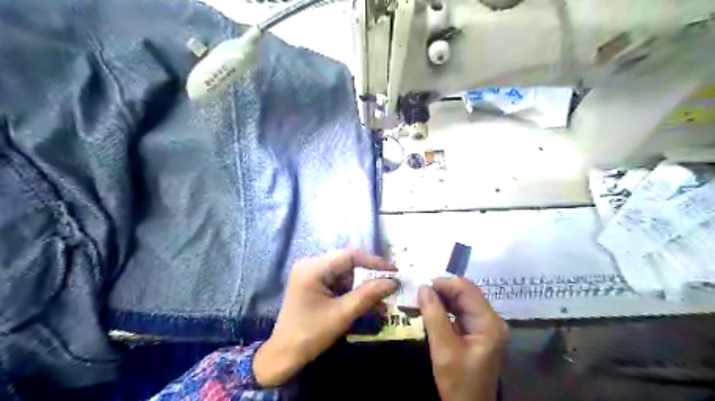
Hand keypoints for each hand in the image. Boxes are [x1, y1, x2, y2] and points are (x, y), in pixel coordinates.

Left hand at [252, 251, 398, 384]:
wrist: (283, 357)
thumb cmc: (310, 334)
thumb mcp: (342, 314)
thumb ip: (368, 295)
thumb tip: (393, 282)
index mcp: (313, 268)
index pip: (349, 256)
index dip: (374, 262)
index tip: (394, 271)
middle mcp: (311, 265)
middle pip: (347, 264)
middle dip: (370, 276)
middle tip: (391, 284)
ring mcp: (311, 276)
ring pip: (345, 275)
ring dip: (363, 287)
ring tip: (383, 299)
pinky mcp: (314, 286)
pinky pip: (338, 284)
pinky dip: (353, 293)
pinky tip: (369, 304)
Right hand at [421, 278, 507, 400]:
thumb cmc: (459, 382)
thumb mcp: (443, 349)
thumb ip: (434, 316)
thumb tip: (423, 287)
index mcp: (489, 323)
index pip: (467, 290)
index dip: (445, 283)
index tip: (422, 284)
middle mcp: (491, 319)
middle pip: (466, 293)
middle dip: (442, 289)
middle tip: (419, 291)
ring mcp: (485, 325)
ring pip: (462, 300)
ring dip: (442, 297)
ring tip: (422, 297)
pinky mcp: (477, 331)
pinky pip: (460, 311)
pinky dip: (445, 307)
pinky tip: (431, 308)